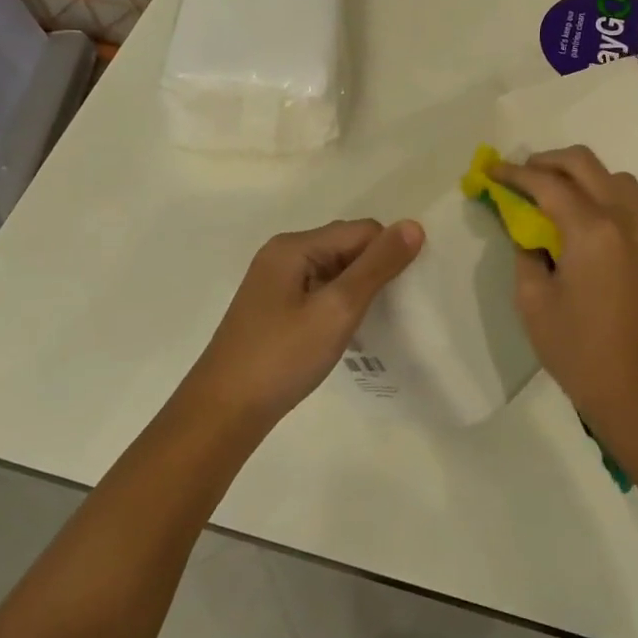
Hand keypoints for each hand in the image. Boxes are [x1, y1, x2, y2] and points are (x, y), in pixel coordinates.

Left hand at [189, 218, 424, 425]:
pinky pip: (318, 291)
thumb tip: (413, 225)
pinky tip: (345, 332)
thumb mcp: (337, 309)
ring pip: (334, 270)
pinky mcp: (274, 308)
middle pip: (346, 246)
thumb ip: (376, 266)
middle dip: (373, 271)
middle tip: (392, 310)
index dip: (388, 255)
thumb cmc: (282, 357)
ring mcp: (275, 282)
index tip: (406, 292)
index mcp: (294, 245)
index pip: (361, 231)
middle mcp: (282, 254)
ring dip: (356, 290)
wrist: (224, 412)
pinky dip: (338, 304)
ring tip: (371, 323)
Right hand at [489, 147, 637, 435]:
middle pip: (586, 164)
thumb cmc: (581, 353)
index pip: (547, 183)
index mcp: (593, 230)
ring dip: (584, 176)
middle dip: (548, 161)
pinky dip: (609, 198)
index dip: (514, 174)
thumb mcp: (533, 302)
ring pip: (618, 179)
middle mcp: (628, 219)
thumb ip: (526, 252)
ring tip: (558, 195)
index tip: (492, 172)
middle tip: (523, 175)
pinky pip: (636, 206)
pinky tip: (592, 225)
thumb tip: (528, 231)